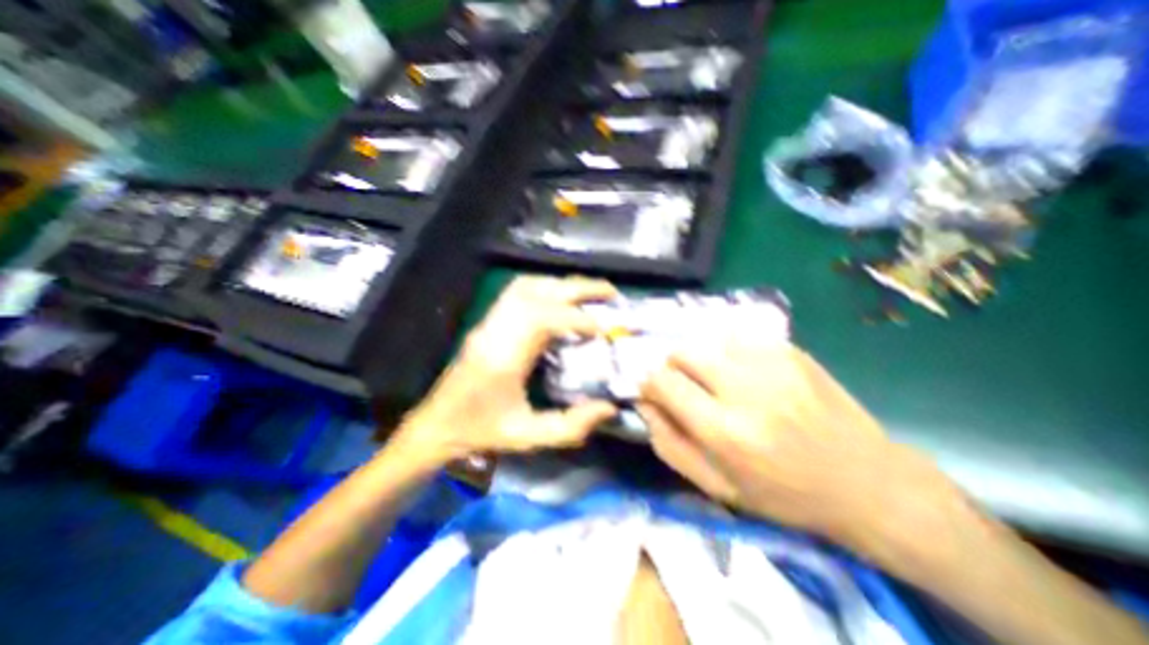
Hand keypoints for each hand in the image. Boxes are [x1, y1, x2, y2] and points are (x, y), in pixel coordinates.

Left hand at [393, 275, 619, 464]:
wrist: (436, 424)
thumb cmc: (479, 432)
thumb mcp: (526, 437)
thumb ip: (570, 426)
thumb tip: (609, 407)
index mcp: (503, 357)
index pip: (544, 318)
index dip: (579, 319)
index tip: (606, 329)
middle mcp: (495, 330)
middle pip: (537, 291)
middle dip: (578, 288)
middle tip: (610, 293)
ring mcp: (489, 321)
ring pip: (527, 285)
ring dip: (562, 284)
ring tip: (590, 294)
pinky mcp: (488, 320)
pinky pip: (518, 291)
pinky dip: (546, 288)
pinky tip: (562, 299)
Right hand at [638, 343, 951, 548]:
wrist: (867, 482)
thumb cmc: (783, 493)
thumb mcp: (717, 486)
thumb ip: (669, 443)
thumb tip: (643, 404)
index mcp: (725, 430)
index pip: (663, 382)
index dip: (650, 384)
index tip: (655, 392)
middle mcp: (746, 389)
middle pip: (682, 352)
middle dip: (673, 368)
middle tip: (687, 387)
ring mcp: (772, 363)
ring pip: (708, 341)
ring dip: (702, 360)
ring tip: (719, 382)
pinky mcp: (791, 351)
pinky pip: (738, 339)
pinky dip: (730, 354)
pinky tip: (747, 376)